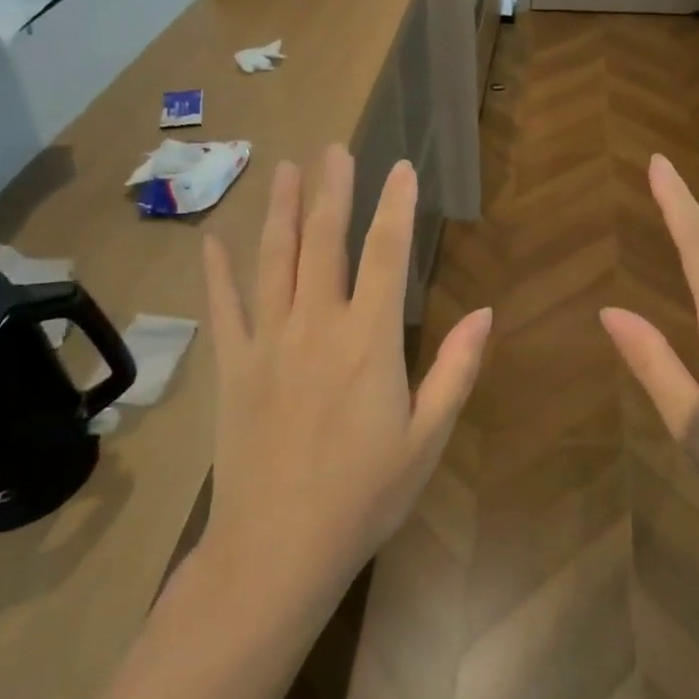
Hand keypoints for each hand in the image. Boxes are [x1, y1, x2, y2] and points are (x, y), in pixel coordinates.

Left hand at [199, 146, 491, 604]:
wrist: (278, 549)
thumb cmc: (366, 496)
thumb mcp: (428, 438)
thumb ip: (455, 370)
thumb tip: (485, 313)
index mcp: (369, 342)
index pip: (386, 255)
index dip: (396, 206)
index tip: (401, 167)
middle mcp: (316, 327)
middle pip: (325, 242)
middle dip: (333, 191)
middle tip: (334, 148)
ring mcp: (267, 344)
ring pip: (273, 261)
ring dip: (281, 211)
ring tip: (285, 169)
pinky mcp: (233, 368)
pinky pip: (224, 309)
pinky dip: (218, 272)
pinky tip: (214, 240)